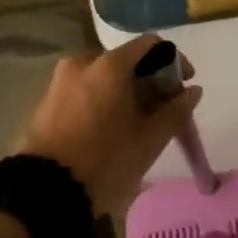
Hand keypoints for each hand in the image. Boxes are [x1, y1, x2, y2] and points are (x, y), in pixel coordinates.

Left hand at [14, 34, 203, 216]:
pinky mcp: (47, 102)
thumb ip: (176, 111)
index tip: (185, 86)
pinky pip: (85, 91)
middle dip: (150, 82)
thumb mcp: (149, 141)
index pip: (151, 45)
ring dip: (126, 93)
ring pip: (104, 78)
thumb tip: (193, 91)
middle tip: (163, 112)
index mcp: (110, 66)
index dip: (174, 61)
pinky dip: (104, 101)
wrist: (45, 192)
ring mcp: (60, 81)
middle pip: (127, 62)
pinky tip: (111, 129)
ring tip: (138, 124)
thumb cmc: (105, 161)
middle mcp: (83, 63)